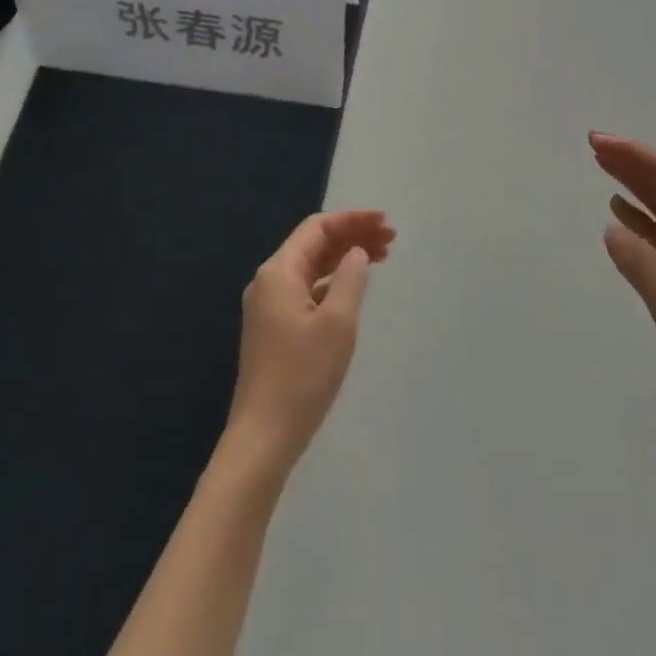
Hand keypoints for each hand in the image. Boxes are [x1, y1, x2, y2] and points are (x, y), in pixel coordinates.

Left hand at [224, 210, 394, 478]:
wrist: (264, 435)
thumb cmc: (303, 375)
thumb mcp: (338, 323)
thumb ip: (351, 279)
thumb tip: (356, 253)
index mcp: (279, 273)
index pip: (317, 228)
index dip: (353, 220)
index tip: (386, 222)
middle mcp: (269, 282)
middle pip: (313, 244)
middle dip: (352, 236)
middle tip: (391, 239)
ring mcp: (268, 306)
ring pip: (311, 266)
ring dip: (344, 257)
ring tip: (381, 257)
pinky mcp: (274, 328)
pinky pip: (307, 288)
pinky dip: (333, 280)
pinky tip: (354, 287)